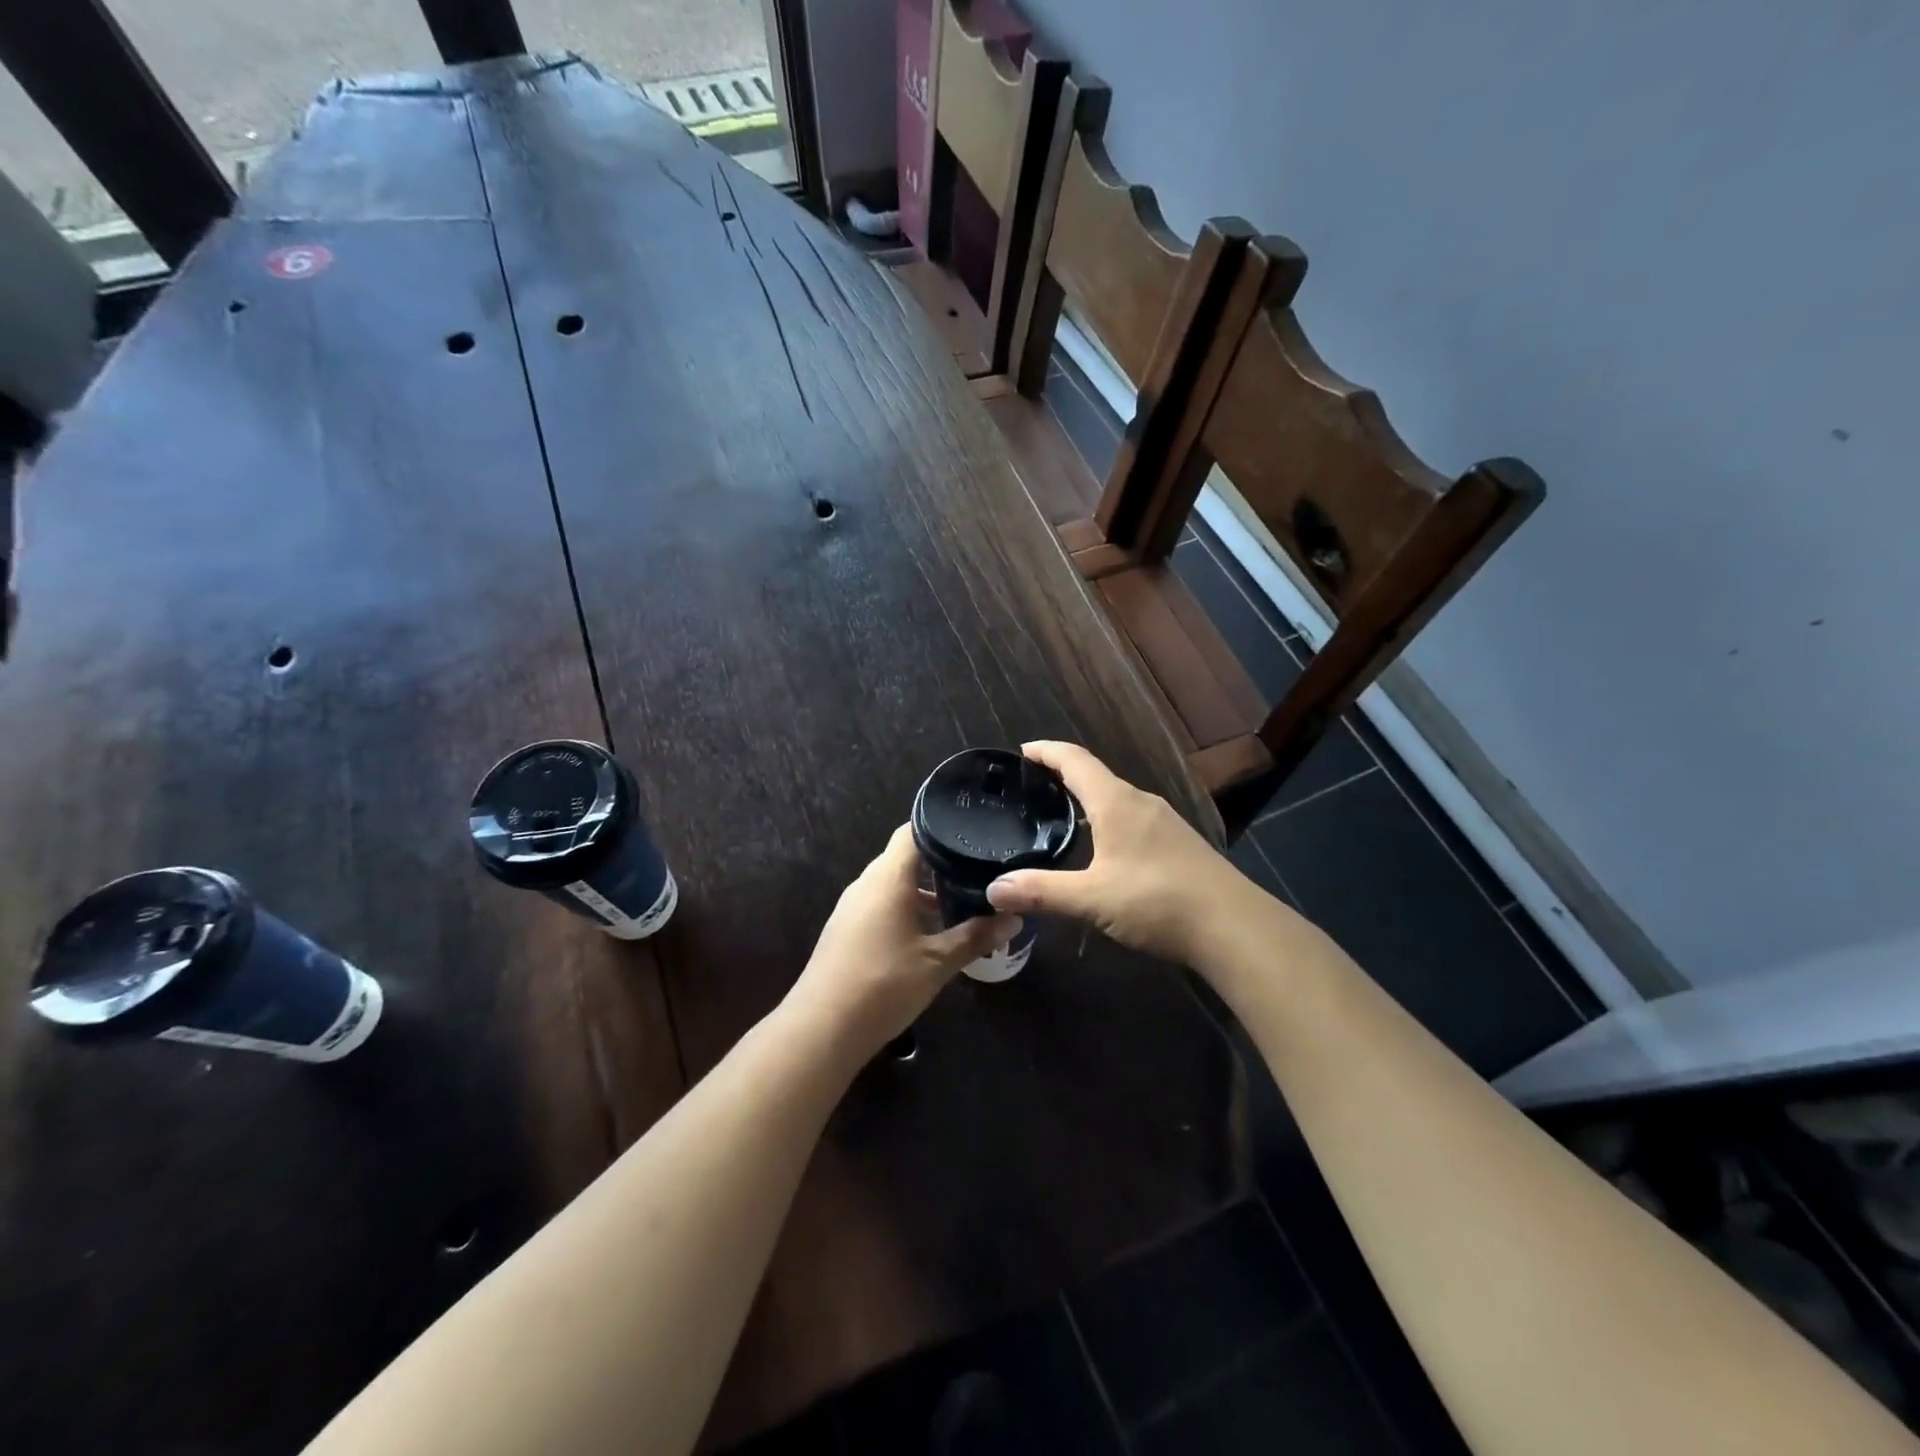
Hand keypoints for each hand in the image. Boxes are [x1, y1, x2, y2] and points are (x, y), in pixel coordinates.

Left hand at [787, 824, 1020, 1057]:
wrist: (821, 1029)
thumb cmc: (883, 985)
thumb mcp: (937, 962)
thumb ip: (975, 937)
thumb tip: (1013, 919)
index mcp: (887, 878)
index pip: (912, 831)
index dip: (942, 827)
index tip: (974, 833)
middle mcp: (866, 884)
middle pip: (904, 858)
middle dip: (940, 863)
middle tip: (978, 872)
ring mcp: (852, 907)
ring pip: (893, 884)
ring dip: (923, 891)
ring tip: (961, 904)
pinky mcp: (846, 930)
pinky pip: (881, 905)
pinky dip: (906, 908)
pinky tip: (929, 932)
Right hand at [985, 741, 1257, 964]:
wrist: (1232, 926)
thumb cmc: (1156, 901)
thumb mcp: (1091, 899)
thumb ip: (1041, 891)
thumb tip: (993, 889)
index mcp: (1116, 802)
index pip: (1075, 760)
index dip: (1046, 751)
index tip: (1021, 751)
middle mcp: (1140, 802)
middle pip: (1095, 775)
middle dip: (1062, 775)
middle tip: (1031, 789)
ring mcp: (1164, 822)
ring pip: (1116, 798)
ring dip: (1087, 799)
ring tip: (1059, 816)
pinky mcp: (1178, 843)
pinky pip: (1132, 818)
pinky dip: (1107, 819)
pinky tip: (1103, 848)